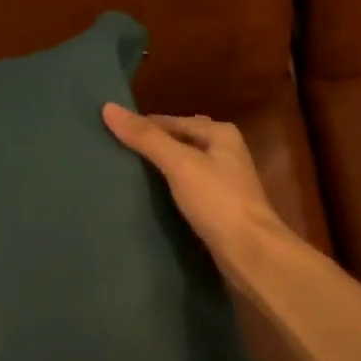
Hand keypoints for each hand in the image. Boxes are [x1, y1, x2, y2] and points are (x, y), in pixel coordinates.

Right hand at [102, 104, 293, 287]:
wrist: (252, 252)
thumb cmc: (218, 201)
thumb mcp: (180, 164)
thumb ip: (146, 137)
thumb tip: (109, 107)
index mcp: (220, 133)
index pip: (171, 121)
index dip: (142, 126)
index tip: (109, 134)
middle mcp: (226, 151)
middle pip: (179, 141)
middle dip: (152, 147)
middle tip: (114, 155)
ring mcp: (225, 181)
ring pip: (184, 167)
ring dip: (160, 170)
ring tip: (125, 176)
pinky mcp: (220, 207)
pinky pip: (188, 190)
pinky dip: (170, 190)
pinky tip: (151, 200)